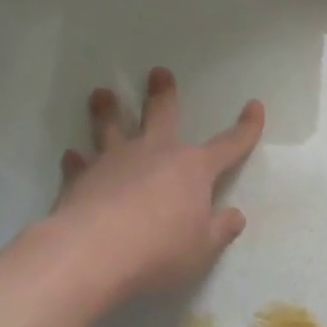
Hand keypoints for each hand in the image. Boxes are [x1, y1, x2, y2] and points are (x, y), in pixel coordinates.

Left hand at [50, 67, 264, 298]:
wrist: (92, 253)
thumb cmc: (159, 250)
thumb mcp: (202, 248)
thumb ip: (220, 229)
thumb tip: (235, 216)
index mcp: (192, 168)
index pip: (229, 144)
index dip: (246, 128)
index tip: (255, 106)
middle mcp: (154, 153)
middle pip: (161, 114)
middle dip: (162, 94)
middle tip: (158, 72)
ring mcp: (114, 162)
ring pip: (111, 127)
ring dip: (108, 110)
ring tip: (102, 94)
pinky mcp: (81, 178)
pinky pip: (80, 164)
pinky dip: (77, 160)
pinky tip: (72, 156)